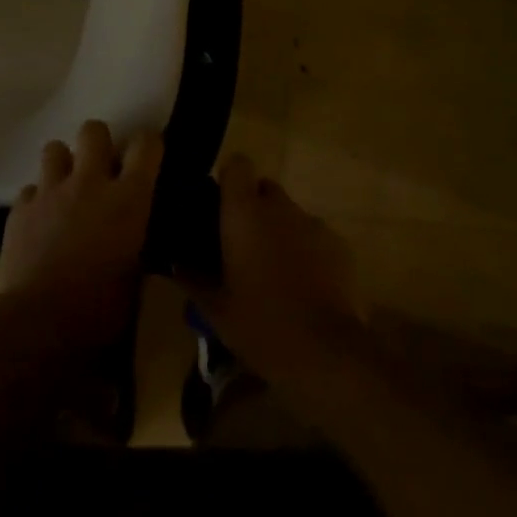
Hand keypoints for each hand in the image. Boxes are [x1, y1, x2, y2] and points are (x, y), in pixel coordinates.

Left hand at [0, 120, 161, 348]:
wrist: (40, 322)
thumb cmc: (100, 308)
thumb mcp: (135, 277)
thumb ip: (136, 245)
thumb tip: (136, 243)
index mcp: (128, 198)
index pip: (146, 145)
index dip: (148, 145)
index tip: (147, 156)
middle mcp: (89, 183)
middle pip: (94, 130)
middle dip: (98, 142)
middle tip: (101, 167)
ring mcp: (50, 192)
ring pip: (54, 148)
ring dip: (63, 164)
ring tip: (66, 188)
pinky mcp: (19, 210)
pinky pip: (30, 190)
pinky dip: (37, 201)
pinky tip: (40, 222)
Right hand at [181, 154, 364, 393]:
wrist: (324, 351)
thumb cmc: (259, 324)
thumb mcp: (215, 308)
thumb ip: (193, 278)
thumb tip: (177, 262)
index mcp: (244, 213)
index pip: (237, 165)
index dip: (230, 180)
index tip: (220, 204)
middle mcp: (279, 207)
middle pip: (265, 188)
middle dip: (254, 208)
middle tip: (243, 243)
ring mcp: (313, 223)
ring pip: (290, 214)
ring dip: (280, 230)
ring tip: (274, 269)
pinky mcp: (339, 244)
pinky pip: (314, 236)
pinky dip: (306, 250)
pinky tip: (303, 284)